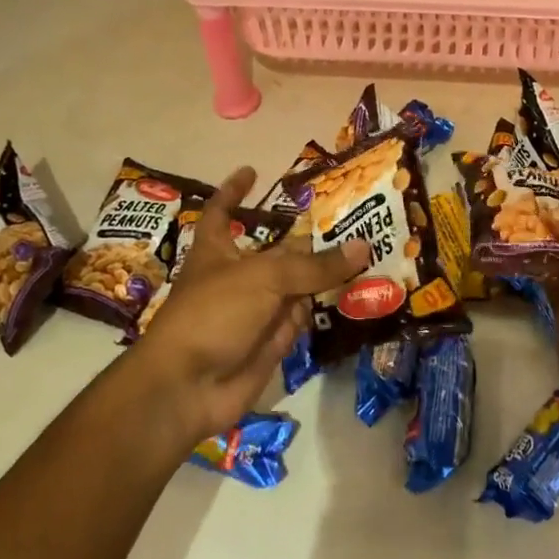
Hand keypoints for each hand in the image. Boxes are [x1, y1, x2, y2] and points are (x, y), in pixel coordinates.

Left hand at [122, 166, 368, 444]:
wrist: (188, 388)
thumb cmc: (214, 314)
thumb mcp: (265, 277)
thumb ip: (314, 265)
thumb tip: (362, 246)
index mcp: (217, 250)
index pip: (223, 211)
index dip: (234, 191)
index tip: (252, 171)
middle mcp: (237, 277)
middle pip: (275, 250)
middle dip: (307, 238)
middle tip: (348, 217)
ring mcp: (254, 312)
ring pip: (294, 285)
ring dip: (325, 274)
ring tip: (370, 248)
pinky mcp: (269, 342)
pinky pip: (301, 319)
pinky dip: (324, 309)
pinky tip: (360, 291)